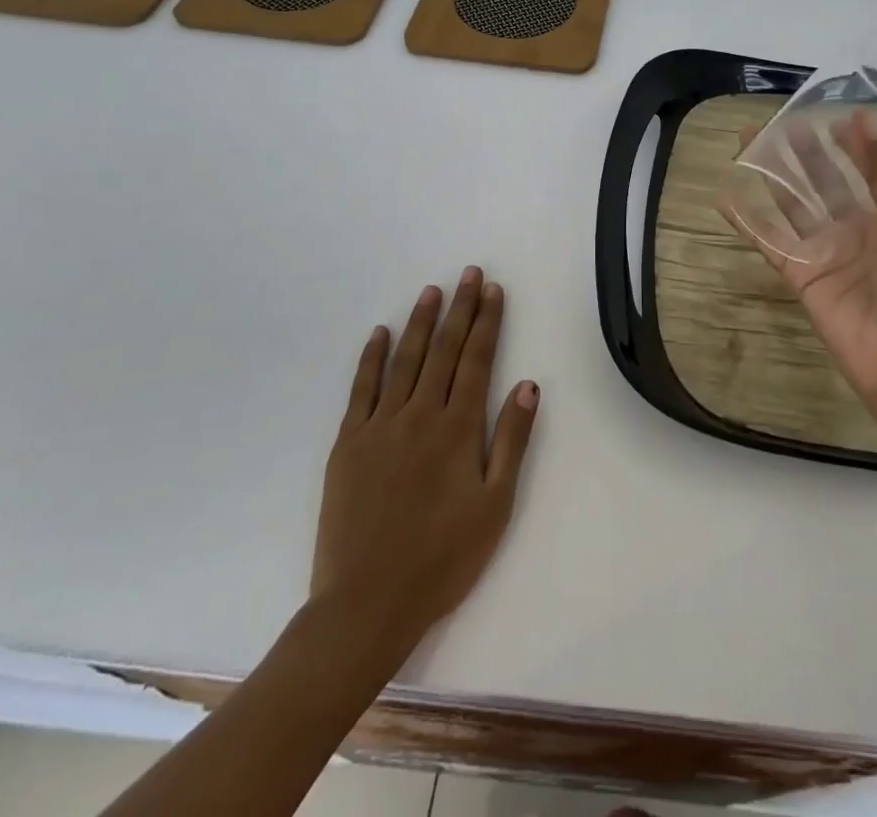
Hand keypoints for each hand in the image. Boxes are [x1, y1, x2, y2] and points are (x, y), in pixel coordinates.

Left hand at [313, 267, 538, 662]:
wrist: (366, 604)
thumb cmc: (442, 559)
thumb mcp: (495, 505)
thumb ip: (512, 441)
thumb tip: (528, 385)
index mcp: (458, 428)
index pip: (478, 360)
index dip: (488, 321)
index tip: (493, 290)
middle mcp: (420, 414)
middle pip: (444, 350)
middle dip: (460, 308)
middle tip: (469, 273)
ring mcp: (380, 426)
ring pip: (405, 360)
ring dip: (421, 322)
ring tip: (432, 291)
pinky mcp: (349, 443)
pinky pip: (362, 389)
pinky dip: (371, 357)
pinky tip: (379, 333)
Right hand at [725, 113, 876, 445]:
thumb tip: (865, 122)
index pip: (860, 171)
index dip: (846, 144)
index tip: (830, 115)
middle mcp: (851, 230)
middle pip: (820, 183)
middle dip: (801, 152)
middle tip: (779, 121)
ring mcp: (822, 252)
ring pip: (791, 204)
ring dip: (771, 175)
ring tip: (749, 142)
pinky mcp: (799, 275)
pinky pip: (769, 242)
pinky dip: (747, 221)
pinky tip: (726, 196)